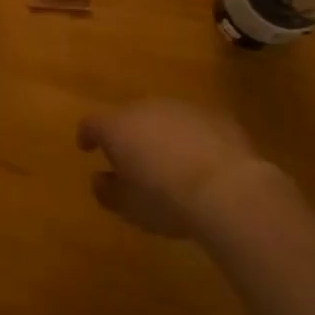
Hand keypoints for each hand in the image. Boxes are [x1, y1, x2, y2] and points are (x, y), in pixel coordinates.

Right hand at [77, 99, 277, 237]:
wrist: (228, 189)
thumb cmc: (166, 200)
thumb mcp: (129, 207)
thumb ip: (107, 191)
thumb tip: (99, 179)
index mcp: (117, 126)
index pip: (92, 123)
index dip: (88, 135)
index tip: (86, 147)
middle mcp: (146, 108)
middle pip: (129, 117)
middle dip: (129, 136)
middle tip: (134, 161)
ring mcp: (182, 108)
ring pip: (163, 118)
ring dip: (161, 135)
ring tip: (170, 163)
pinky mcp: (215, 115)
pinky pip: (194, 125)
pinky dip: (192, 139)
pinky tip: (202, 163)